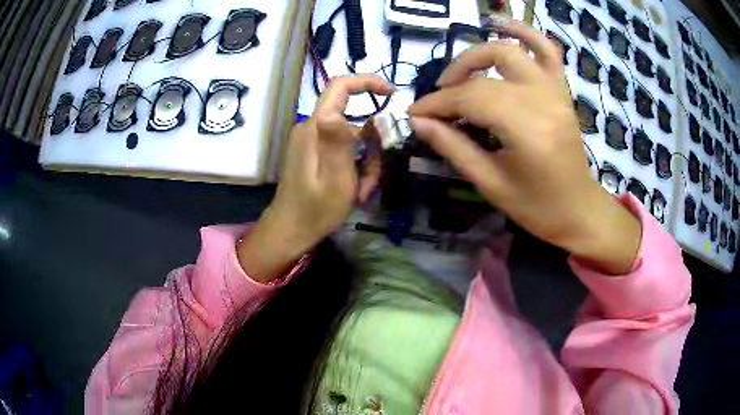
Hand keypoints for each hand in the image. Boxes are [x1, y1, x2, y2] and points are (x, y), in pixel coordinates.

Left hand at [238, 76, 392, 281]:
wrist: (290, 231)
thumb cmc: (315, 210)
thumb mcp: (334, 180)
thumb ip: (337, 143)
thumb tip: (333, 111)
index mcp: (315, 128)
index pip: (339, 87)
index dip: (366, 82)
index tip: (392, 94)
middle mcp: (313, 128)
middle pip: (354, 118)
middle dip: (373, 144)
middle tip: (375, 176)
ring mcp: (314, 140)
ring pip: (353, 137)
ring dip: (366, 162)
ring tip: (363, 191)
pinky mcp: (316, 152)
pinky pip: (344, 149)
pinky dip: (356, 167)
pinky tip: (356, 190)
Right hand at [409, 19, 640, 274]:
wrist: (579, 210)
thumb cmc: (537, 207)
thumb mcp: (490, 183)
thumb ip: (453, 147)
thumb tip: (418, 121)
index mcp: (526, 129)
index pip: (470, 99)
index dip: (437, 103)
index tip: (415, 113)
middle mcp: (542, 100)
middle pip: (486, 74)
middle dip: (453, 82)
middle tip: (439, 100)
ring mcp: (555, 91)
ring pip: (510, 51)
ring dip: (478, 54)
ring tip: (461, 72)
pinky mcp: (562, 90)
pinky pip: (546, 50)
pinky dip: (524, 33)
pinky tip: (500, 26)